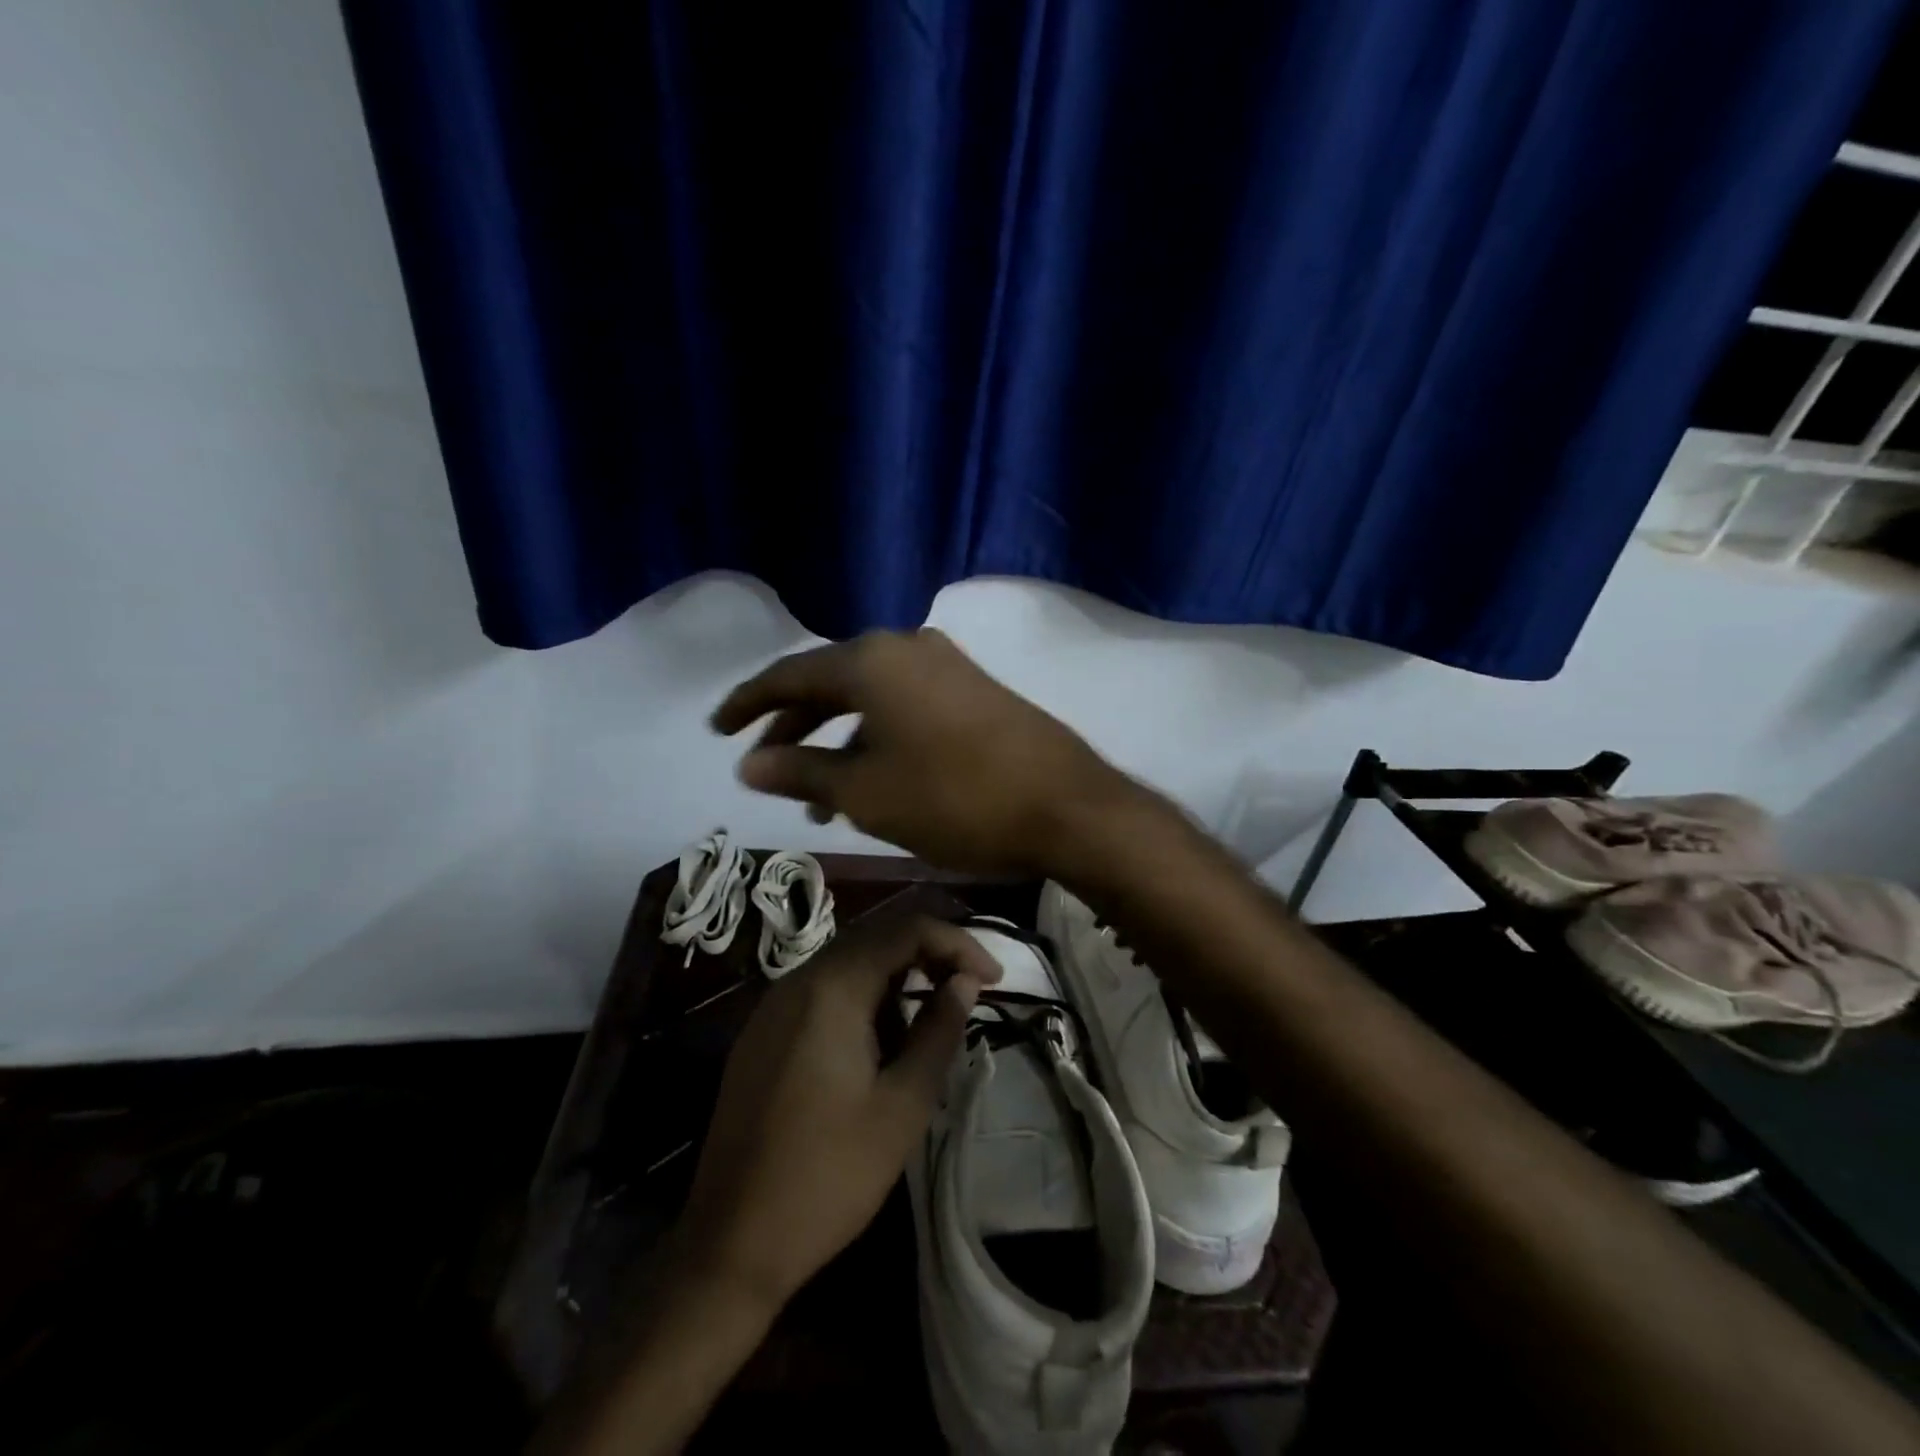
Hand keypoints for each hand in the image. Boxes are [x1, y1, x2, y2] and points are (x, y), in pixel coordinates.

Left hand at [675, 909, 1000, 1310]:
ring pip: (848, 964)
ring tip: (928, 1026)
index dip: (957, 943)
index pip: (906, 930)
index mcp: (832, 989)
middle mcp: (798, 980)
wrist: (731, 1242)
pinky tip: (880, 1044)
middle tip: (970, 991)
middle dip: (929, 955)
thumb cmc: (829, 1176)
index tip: (994, 978)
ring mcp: (773, 1006)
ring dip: (896, 979)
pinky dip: (863, 999)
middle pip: (875, 938)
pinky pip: (822, 992)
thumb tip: (965, 982)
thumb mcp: (902, 1106)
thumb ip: (938, 1031)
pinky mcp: (762, 1033)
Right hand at [711, 629, 1130, 874]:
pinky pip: (907, 706)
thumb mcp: (866, 794)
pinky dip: (879, 738)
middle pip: (831, 682)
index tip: (716, 730)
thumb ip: (802, 772)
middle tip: (767, 766)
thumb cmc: (955, 799)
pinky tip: (875, 780)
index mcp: (872, 661)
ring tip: (820, 798)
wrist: (1066, 805)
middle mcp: (908, 648)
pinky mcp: (976, 690)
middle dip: (795, 726)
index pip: (790, 675)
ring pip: (871, 698)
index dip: (747, 704)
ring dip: (840, 741)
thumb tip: (749, 764)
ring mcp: (948, 666)